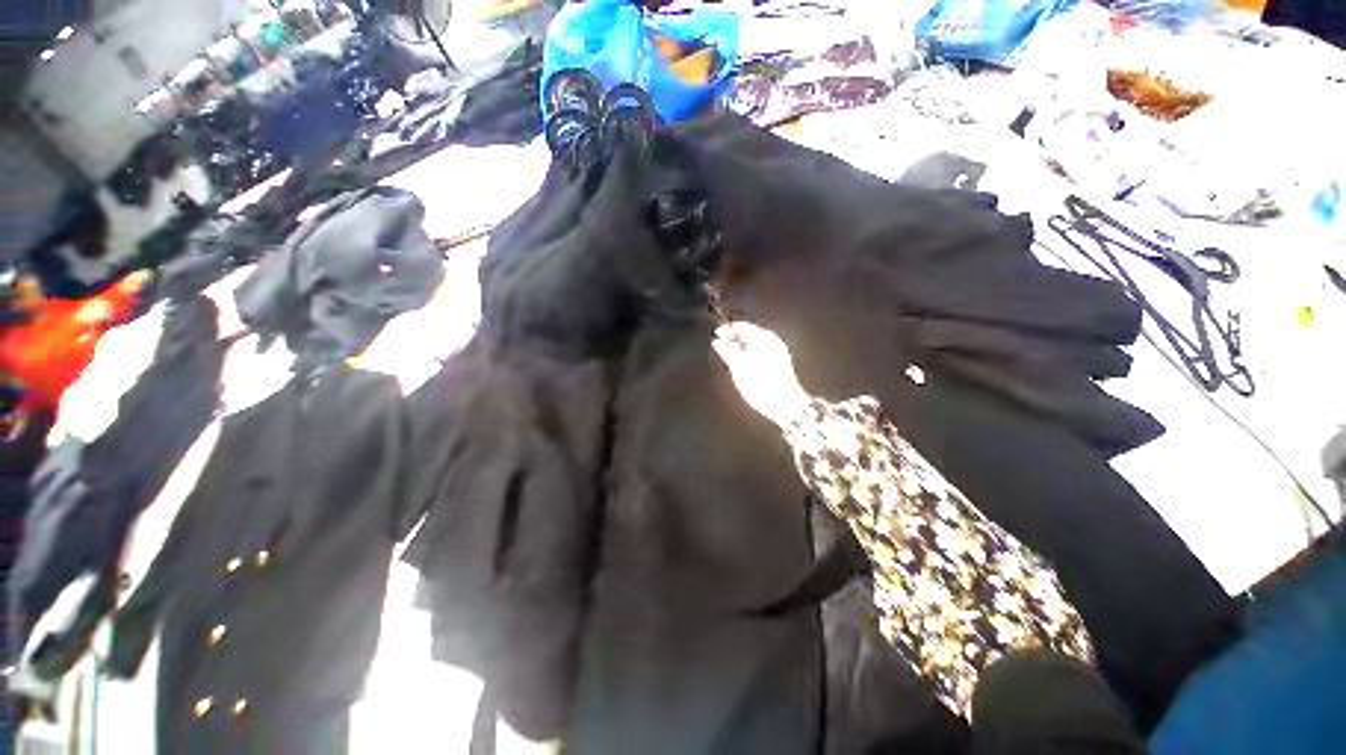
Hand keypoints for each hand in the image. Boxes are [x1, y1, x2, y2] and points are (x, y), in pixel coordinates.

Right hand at [712, 321, 811, 427]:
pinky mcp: (779, 364)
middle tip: (720, 342)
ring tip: (728, 354)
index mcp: (764, 338)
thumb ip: (727, 351)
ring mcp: (777, 352)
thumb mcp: (739, 366)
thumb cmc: (763, 385)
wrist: (785, 404)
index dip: (728, 328)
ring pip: (754, 344)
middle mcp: (772, 342)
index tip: (717, 332)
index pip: (742, 326)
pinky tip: (741, 363)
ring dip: (741, 346)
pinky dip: (749, 354)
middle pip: (749, 334)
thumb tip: (718, 341)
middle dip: (734, 338)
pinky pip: (760, 352)